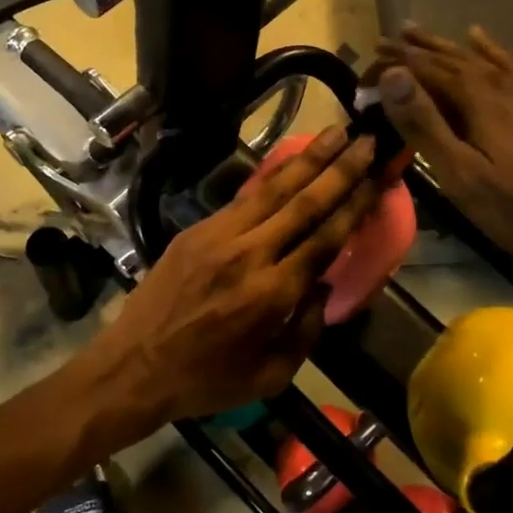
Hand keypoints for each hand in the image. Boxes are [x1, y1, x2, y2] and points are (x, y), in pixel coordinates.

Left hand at [83, 126, 381, 426]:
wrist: (133, 366)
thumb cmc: (206, 380)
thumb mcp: (270, 375)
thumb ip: (306, 330)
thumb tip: (322, 283)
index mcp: (271, 294)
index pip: (325, 239)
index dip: (355, 205)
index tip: (379, 177)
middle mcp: (248, 255)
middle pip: (304, 202)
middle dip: (340, 169)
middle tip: (368, 140)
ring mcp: (218, 236)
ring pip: (273, 189)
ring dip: (308, 158)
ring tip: (336, 132)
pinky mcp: (196, 230)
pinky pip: (243, 198)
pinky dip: (271, 176)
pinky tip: (291, 160)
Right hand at [372, 24, 512, 269]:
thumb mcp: (463, 174)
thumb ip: (425, 124)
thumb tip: (392, 76)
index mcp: (476, 100)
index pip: (423, 71)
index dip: (393, 67)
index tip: (366, 67)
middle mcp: (498, 86)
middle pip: (449, 60)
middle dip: (413, 51)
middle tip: (385, 43)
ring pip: (475, 59)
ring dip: (443, 46)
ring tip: (416, 32)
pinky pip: (508, 66)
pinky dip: (489, 49)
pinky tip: (480, 38)